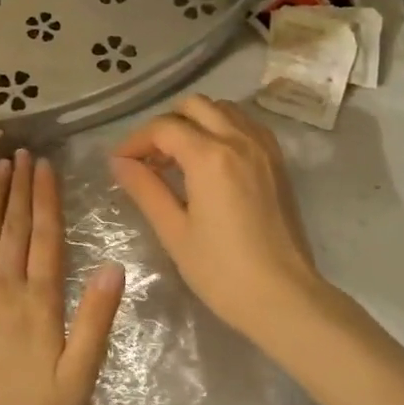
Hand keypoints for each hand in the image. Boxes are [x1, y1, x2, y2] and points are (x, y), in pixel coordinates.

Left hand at [0, 151, 124, 404]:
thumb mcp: (77, 381)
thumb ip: (95, 321)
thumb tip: (113, 266)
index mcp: (38, 302)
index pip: (45, 237)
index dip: (46, 198)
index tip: (46, 166)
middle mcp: (0, 286)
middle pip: (13, 226)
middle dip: (19, 187)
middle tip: (22, 153)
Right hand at [110, 95, 322, 339]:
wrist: (284, 298)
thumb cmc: (222, 271)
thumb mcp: (174, 232)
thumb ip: (145, 189)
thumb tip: (119, 163)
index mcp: (210, 156)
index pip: (164, 127)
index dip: (136, 140)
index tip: (120, 162)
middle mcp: (239, 140)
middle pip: (194, 106)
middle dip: (166, 124)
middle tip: (150, 158)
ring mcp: (264, 148)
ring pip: (223, 110)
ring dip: (196, 122)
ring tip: (179, 157)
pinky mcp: (278, 162)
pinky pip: (246, 125)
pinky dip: (223, 129)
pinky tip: (212, 160)